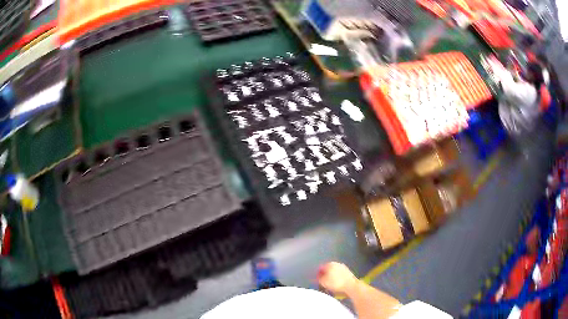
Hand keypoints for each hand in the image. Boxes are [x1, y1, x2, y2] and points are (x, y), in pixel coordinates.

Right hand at [317, 262, 357, 294]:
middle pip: (328, 269)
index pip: (320, 268)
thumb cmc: (336, 283)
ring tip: (330, 285)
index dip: (317, 275)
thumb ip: (319, 279)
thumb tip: (317, 278)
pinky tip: (336, 285)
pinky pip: (340, 275)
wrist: (351, 286)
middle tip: (323, 283)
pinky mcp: (348, 273)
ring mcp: (344, 268)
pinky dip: (337, 279)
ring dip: (331, 277)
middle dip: (325, 275)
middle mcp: (337, 264)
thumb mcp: (323, 282)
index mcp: (330, 264)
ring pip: (334, 272)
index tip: (316, 280)